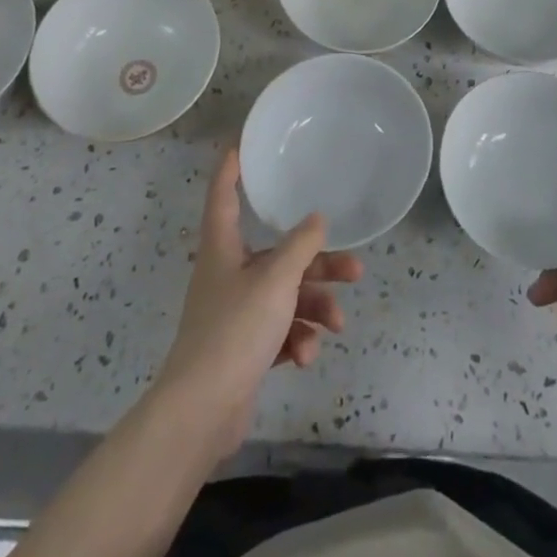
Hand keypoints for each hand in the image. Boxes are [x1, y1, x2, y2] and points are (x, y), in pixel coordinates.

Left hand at [153, 150, 363, 461]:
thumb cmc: (235, 329)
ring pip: (285, 296)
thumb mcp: (276, 280)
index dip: (230, 168)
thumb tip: (317, 219)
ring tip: (338, 323)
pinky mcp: (243, 350)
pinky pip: (279, 332)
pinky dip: (296, 339)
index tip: (240, 144)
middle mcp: (228, 274)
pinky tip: (306, 356)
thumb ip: (301, 246)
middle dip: (317, 264)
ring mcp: (235, 314)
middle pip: (277, 256)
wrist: (201, 412)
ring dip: (314, 307)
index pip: (223, 195)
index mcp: (223, 248)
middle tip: (354, 270)